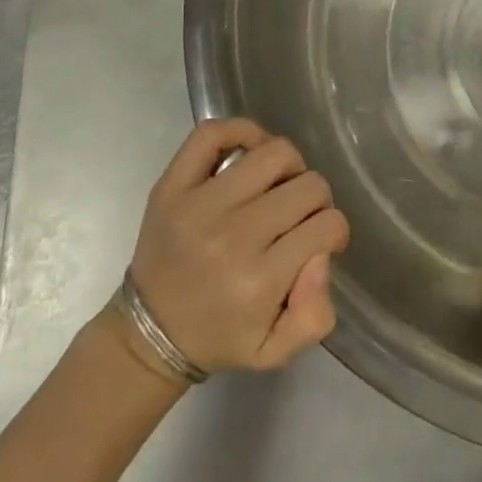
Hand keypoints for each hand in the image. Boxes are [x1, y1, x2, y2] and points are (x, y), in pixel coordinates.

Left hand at [111, 120, 349, 380]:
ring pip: (275, 153)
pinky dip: (242, 131)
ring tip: (279, 187)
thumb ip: (315, 316)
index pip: (328, 225)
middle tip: (300, 217)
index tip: (320, 242)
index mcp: (260, 280)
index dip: (333, 231)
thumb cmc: (220, 338)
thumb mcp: (275, 351)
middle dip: (316, 201)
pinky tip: (251, 152)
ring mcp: (199, 205)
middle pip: (309, 186)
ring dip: (290, 168)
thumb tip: (321, 256)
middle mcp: (233, 236)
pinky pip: (212, 134)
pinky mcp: (172, 186)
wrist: (149, 333)